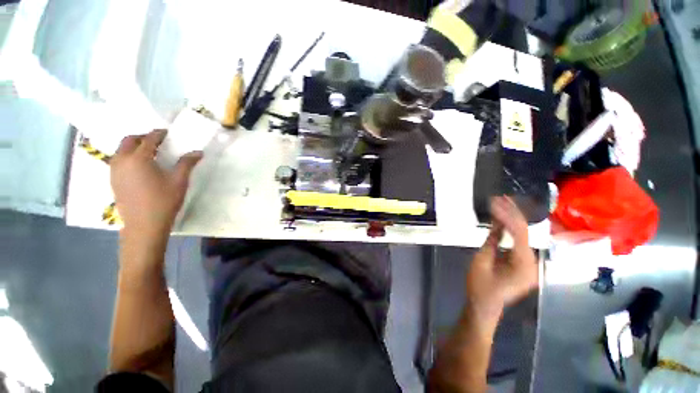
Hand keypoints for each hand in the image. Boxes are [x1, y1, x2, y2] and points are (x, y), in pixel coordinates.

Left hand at [110, 129, 202, 236]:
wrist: (144, 225)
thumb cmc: (164, 201)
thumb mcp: (179, 181)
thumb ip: (187, 163)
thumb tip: (198, 152)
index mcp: (139, 158)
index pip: (148, 139)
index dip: (158, 134)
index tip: (166, 133)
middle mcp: (122, 160)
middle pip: (129, 140)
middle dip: (142, 137)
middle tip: (156, 141)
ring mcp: (114, 171)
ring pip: (120, 150)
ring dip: (133, 146)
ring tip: (148, 152)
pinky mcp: (113, 180)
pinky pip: (118, 161)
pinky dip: (128, 157)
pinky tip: (139, 166)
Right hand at [466, 197, 537, 320]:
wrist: (484, 306)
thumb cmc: (480, 286)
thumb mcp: (482, 261)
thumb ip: (492, 240)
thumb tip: (497, 221)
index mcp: (524, 264)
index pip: (520, 233)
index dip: (507, 215)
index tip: (495, 202)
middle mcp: (532, 263)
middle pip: (525, 232)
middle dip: (512, 213)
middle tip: (500, 197)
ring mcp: (529, 264)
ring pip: (523, 236)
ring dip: (511, 219)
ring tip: (501, 203)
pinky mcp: (523, 264)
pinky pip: (518, 243)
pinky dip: (510, 230)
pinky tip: (502, 219)